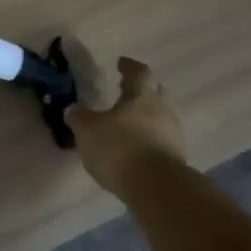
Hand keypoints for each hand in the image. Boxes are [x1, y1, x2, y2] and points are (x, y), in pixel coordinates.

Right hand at [65, 56, 186, 192]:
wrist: (156, 187)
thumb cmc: (119, 148)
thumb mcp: (88, 131)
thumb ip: (79, 117)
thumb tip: (73, 109)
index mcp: (142, 95)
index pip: (139, 72)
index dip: (129, 67)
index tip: (121, 63)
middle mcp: (163, 109)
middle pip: (155, 93)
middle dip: (141, 91)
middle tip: (126, 91)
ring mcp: (174, 134)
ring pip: (161, 117)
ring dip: (147, 117)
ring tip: (129, 124)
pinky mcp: (177, 158)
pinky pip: (162, 140)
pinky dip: (150, 139)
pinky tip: (136, 148)